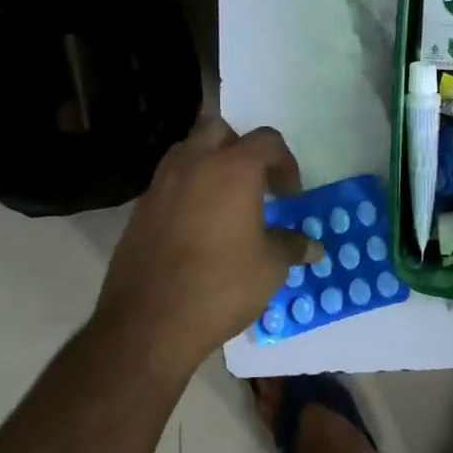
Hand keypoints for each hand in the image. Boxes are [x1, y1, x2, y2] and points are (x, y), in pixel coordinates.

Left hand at [94, 118, 316, 379]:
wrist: (148, 324)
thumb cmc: (221, 286)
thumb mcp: (270, 268)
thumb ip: (291, 246)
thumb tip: (313, 247)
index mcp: (232, 168)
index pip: (266, 140)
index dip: (285, 163)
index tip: (289, 196)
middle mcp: (194, 164)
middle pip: (219, 129)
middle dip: (241, 147)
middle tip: (255, 181)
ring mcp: (161, 185)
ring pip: (188, 151)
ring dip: (209, 163)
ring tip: (225, 199)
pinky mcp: (140, 210)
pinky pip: (169, 182)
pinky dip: (187, 189)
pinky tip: (198, 225)